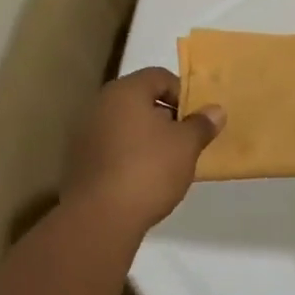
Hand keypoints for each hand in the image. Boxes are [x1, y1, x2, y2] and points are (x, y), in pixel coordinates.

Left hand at [62, 68, 224, 232]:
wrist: (101, 217)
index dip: (182, 93)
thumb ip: (201, 124)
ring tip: (166, 162)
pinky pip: (111, 147)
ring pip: (124, 124)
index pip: (158, 76)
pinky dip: (128, 154)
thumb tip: (215, 110)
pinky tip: (142, 178)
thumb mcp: (186, 146)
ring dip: (146, 137)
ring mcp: (84, 133)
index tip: (196, 119)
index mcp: (125, 91)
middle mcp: (100, 104)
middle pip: (139, 99)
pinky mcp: (78, 161)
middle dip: (165, 116)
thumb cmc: (149, 170)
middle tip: (184, 140)